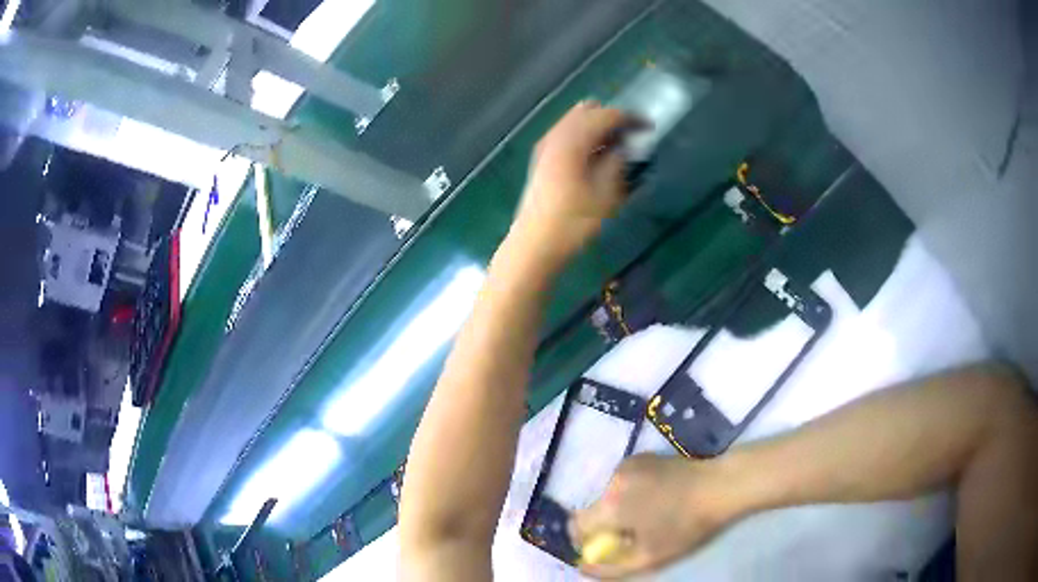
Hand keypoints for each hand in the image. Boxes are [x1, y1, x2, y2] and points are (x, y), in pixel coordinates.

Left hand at [510, 101, 641, 267]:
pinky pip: (566, 133)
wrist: (534, 244)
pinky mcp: (542, 158)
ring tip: (617, 146)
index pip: (606, 115)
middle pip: (587, 110)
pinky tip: (596, 155)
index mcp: (572, 140)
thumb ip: (616, 163)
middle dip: (612, 117)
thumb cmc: (573, 222)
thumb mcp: (605, 194)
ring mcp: (545, 146)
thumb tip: (623, 146)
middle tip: (632, 136)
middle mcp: (556, 135)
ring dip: (597, 126)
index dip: (630, 118)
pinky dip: (584, 136)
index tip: (649, 127)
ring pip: (574, 120)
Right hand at [569, 454, 742, 578]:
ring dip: (620, 508)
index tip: (608, 549)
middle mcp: (612, 480)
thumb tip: (582, 567)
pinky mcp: (643, 456)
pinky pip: (624, 481)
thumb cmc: (687, 526)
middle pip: (594, 510)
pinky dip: (632, 492)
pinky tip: (660, 497)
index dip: (585, 542)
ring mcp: (628, 464)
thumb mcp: (649, 558)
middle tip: (636, 536)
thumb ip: (610, 569)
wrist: (722, 485)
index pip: (576, 526)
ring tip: (652, 515)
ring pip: (609, 495)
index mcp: (610, 506)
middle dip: (607, 526)